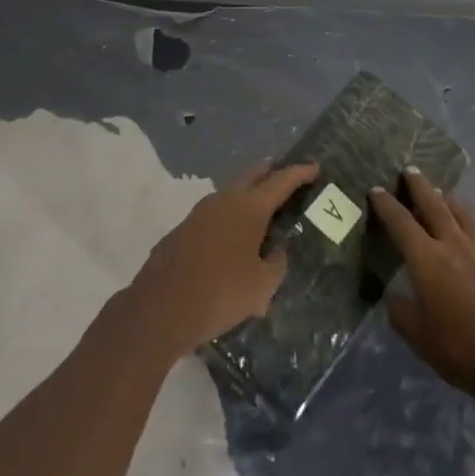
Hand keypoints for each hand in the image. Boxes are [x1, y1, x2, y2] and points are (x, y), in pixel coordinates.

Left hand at [129, 159, 319, 357]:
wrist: (160, 308)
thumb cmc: (220, 293)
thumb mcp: (261, 286)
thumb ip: (276, 264)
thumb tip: (277, 250)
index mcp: (249, 207)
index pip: (281, 181)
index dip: (300, 173)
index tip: (314, 167)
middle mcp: (225, 200)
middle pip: (253, 176)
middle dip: (270, 172)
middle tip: (284, 173)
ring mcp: (200, 212)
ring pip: (231, 193)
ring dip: (248, 194)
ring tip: (261, 206)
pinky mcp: (183, 229)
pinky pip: (214, 214)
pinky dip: (229, 216)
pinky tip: (231, 237)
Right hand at [369, 169, 474, 413]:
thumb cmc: (462, 348)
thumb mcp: (419, 337)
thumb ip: (401, 311)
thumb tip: (393, 294)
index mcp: (426, 257)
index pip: (400, 222)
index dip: (386, 204)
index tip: (376, 189)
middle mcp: (452, 242)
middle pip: (433, 203)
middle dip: (418, 185)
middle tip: (410, 170)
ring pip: (460, 211)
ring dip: (446, 198)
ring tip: (440, 191)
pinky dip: (468, 220)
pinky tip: (469, 227)